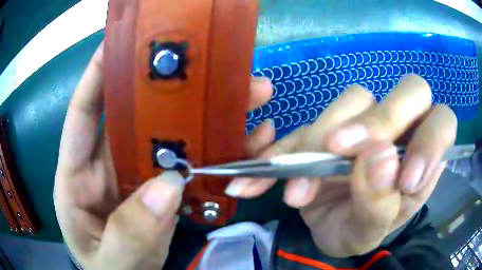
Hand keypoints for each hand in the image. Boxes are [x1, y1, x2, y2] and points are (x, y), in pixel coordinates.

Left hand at [53, 43, 273, 268]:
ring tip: (247, 94)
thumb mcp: (110, 261)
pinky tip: (248, 142)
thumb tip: (168, 187)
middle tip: (212, 66)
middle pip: (136, 115)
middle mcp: (106, 165)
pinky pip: (191, 163)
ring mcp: (137, 176)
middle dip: (171, 88)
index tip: (119, 44)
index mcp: (76, 176)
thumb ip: (129, 233)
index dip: (97, 76)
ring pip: (171, 135)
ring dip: (207, 116)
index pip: (83, 114)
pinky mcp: (162, 190)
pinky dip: (217, 152)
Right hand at [224, 74, 456, 256]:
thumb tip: (379, 158)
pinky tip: (263, 173)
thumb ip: (381, 203)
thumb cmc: (359, 232)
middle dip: (380, 119)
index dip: (429, 140)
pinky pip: (307, 124)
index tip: (404, 179)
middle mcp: (401, 130)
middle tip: (341, 151)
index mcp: (422, 158)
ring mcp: (365, 123)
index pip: (441, 122)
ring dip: (322, 139)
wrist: (327, 229)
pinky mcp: (329, 127)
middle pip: (408, 92)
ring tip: (298, 190)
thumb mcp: (371, 231)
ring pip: (355, 100)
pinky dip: (284, 150)